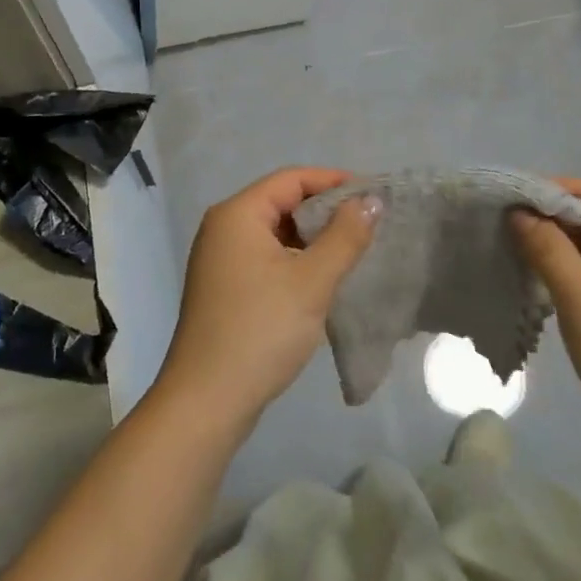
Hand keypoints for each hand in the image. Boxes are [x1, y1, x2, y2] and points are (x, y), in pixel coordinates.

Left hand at [155, 168, 379, 429]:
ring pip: (276, 232)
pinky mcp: (225, 287)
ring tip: (354, 250)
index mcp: (237, 214)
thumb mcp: (312, 281)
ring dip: (313, 238)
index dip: (334, 181)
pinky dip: (296, 260)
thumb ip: (345, 236)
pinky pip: (266, 257)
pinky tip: (323, 278)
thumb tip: (371, 200)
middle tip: (369, 224)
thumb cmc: (261, 330)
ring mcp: (220, 259)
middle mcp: (223, 228)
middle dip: (325, 210)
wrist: (207, 401)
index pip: (292, 179)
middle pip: (282, 202)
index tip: (373, 195)